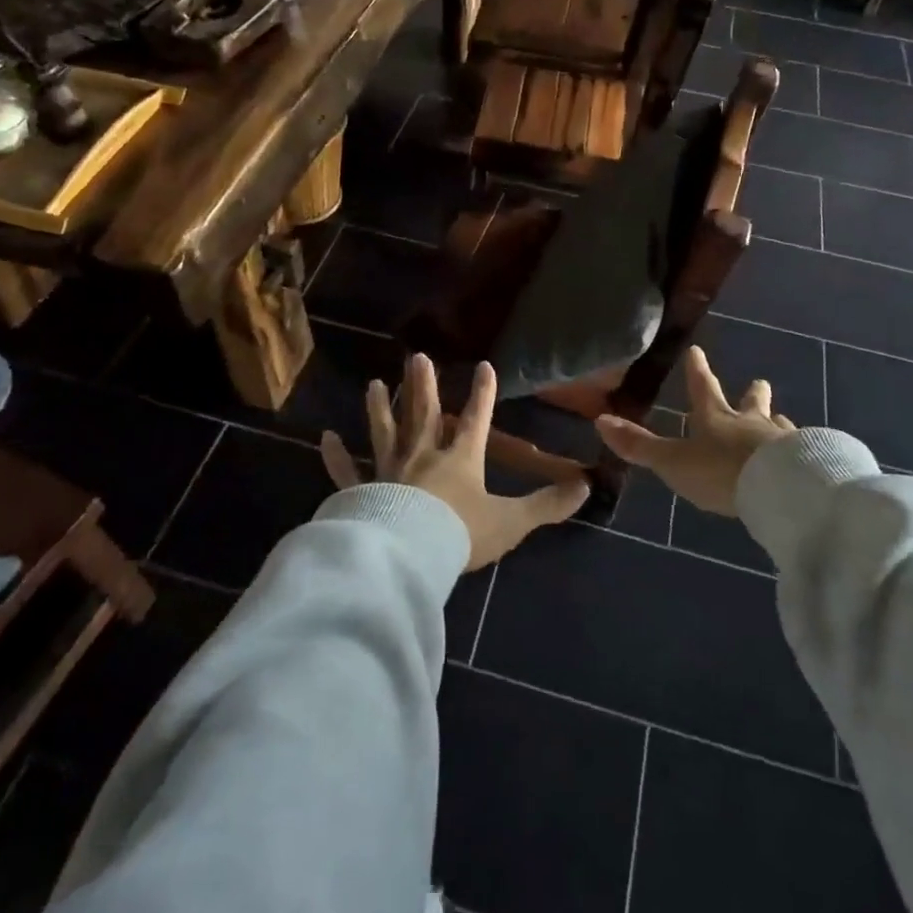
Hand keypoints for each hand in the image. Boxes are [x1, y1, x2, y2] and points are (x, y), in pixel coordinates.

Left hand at [321, 355, 589, 570]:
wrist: (410, 556)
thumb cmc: (461, 533)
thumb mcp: (512, 521)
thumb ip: (548, 504)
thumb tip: (587, 486)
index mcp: (460, 459)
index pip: (476, 419)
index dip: (482, 393)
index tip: (483, 365)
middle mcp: (423, 456)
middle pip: (423, 414)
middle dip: (423, 385)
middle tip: (416, 356)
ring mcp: (388, 471)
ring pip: (384, 432)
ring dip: (379, 408)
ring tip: (373, 384)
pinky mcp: (361, 492)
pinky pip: (346, 472)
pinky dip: (336, 456)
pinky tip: (325, 438)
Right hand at [595, 346, 795, 517]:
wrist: (780, 488)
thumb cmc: (721, 471)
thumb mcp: (673, 461)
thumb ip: (639, 446)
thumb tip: (600, 420)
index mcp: (715, 418)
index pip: (703, 388)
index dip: (698, 371)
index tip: (698, 351)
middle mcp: (750, 423)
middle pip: (751, 402)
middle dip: (753, 393)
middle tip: (760, 381)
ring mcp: (781, 440)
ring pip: (778, 425)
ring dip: (776, 421)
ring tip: (782, 419)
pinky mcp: (806, 461)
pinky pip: (801, 450)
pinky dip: (798, 449)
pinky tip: (803, 455)